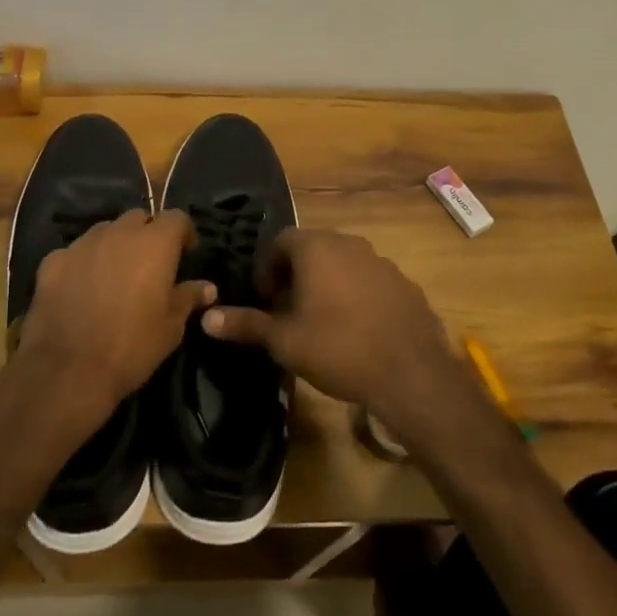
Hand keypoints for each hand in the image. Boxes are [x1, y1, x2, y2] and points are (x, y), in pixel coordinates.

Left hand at [15, 209, 215, 428]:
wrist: (68, 370)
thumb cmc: (132, 347)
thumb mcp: (171, 327)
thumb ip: (188, 298)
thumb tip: (207, 287)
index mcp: (154, 243)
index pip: (176, 217)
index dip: (184, 233)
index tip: (185, 254)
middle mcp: (118, 233)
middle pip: (138, 218)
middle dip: (147, 234)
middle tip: (150, 265)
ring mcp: (81, 244)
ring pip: (105, 231)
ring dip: (114, 245)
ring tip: (114, 275)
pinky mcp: (52, 261)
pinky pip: (74, 253)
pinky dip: (82, 264)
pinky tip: (80, 290)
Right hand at [201, 229, 465, 430]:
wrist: (411, 374)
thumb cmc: (338, 349)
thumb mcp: (284, 341)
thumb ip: (246, 324)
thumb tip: (205, 318)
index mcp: (317, 248)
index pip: (280, 241)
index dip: (266, 268)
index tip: (265, 300)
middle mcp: (349, 243)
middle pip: (312, 249)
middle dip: (295, 275)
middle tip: (288, 311)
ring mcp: (381, 262)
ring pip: (342, 264)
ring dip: (327, 283)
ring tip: (321, 322)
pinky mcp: (404, 283)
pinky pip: (369, 280)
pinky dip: (356, 295)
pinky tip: (357, 329)